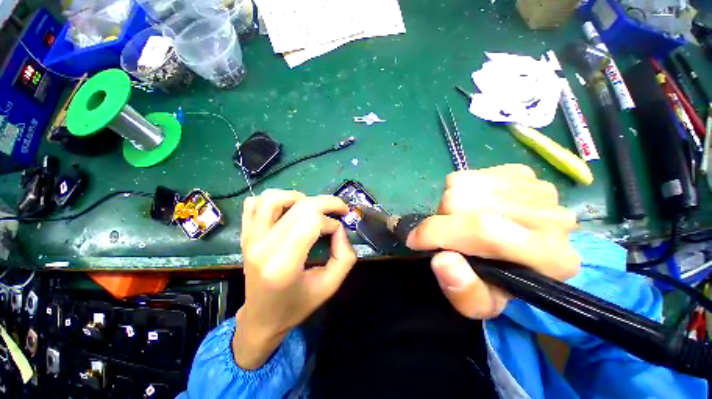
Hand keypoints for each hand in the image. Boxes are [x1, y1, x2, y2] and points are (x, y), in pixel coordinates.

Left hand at [234, 190, 355, 368]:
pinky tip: (287, 212)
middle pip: (300, 205)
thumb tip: (340, 229)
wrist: (261, 319)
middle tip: (339, 209)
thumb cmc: (296, 306)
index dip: (332, 222)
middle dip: (326, 202)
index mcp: (283, 263)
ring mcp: (249, 238)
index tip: (339, 231)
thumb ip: (344, 256)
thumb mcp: (330, 286)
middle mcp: (263, 246)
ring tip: (311, 210)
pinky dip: (274, 200)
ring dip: (298, 197)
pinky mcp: (245, 235)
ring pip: (273, 197)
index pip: (312, 222)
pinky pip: (254, 204)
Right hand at [406, 164, 579, 318]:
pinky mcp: (522, 173)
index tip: (415, 240)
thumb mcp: (480, 303)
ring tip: (464, 220)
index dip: (439, 233)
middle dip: (444, 219)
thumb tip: (443, 260)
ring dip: (452, 206)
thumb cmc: (498, 281)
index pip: (483, 231)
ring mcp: (537, 188)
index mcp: (550, 259)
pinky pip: (469, 176)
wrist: (521, 254)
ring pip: (463, 186)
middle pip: (466, 203)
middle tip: (450, 234)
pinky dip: (461, 191)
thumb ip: (463, 291)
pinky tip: (475, 206)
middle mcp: (553, 218)